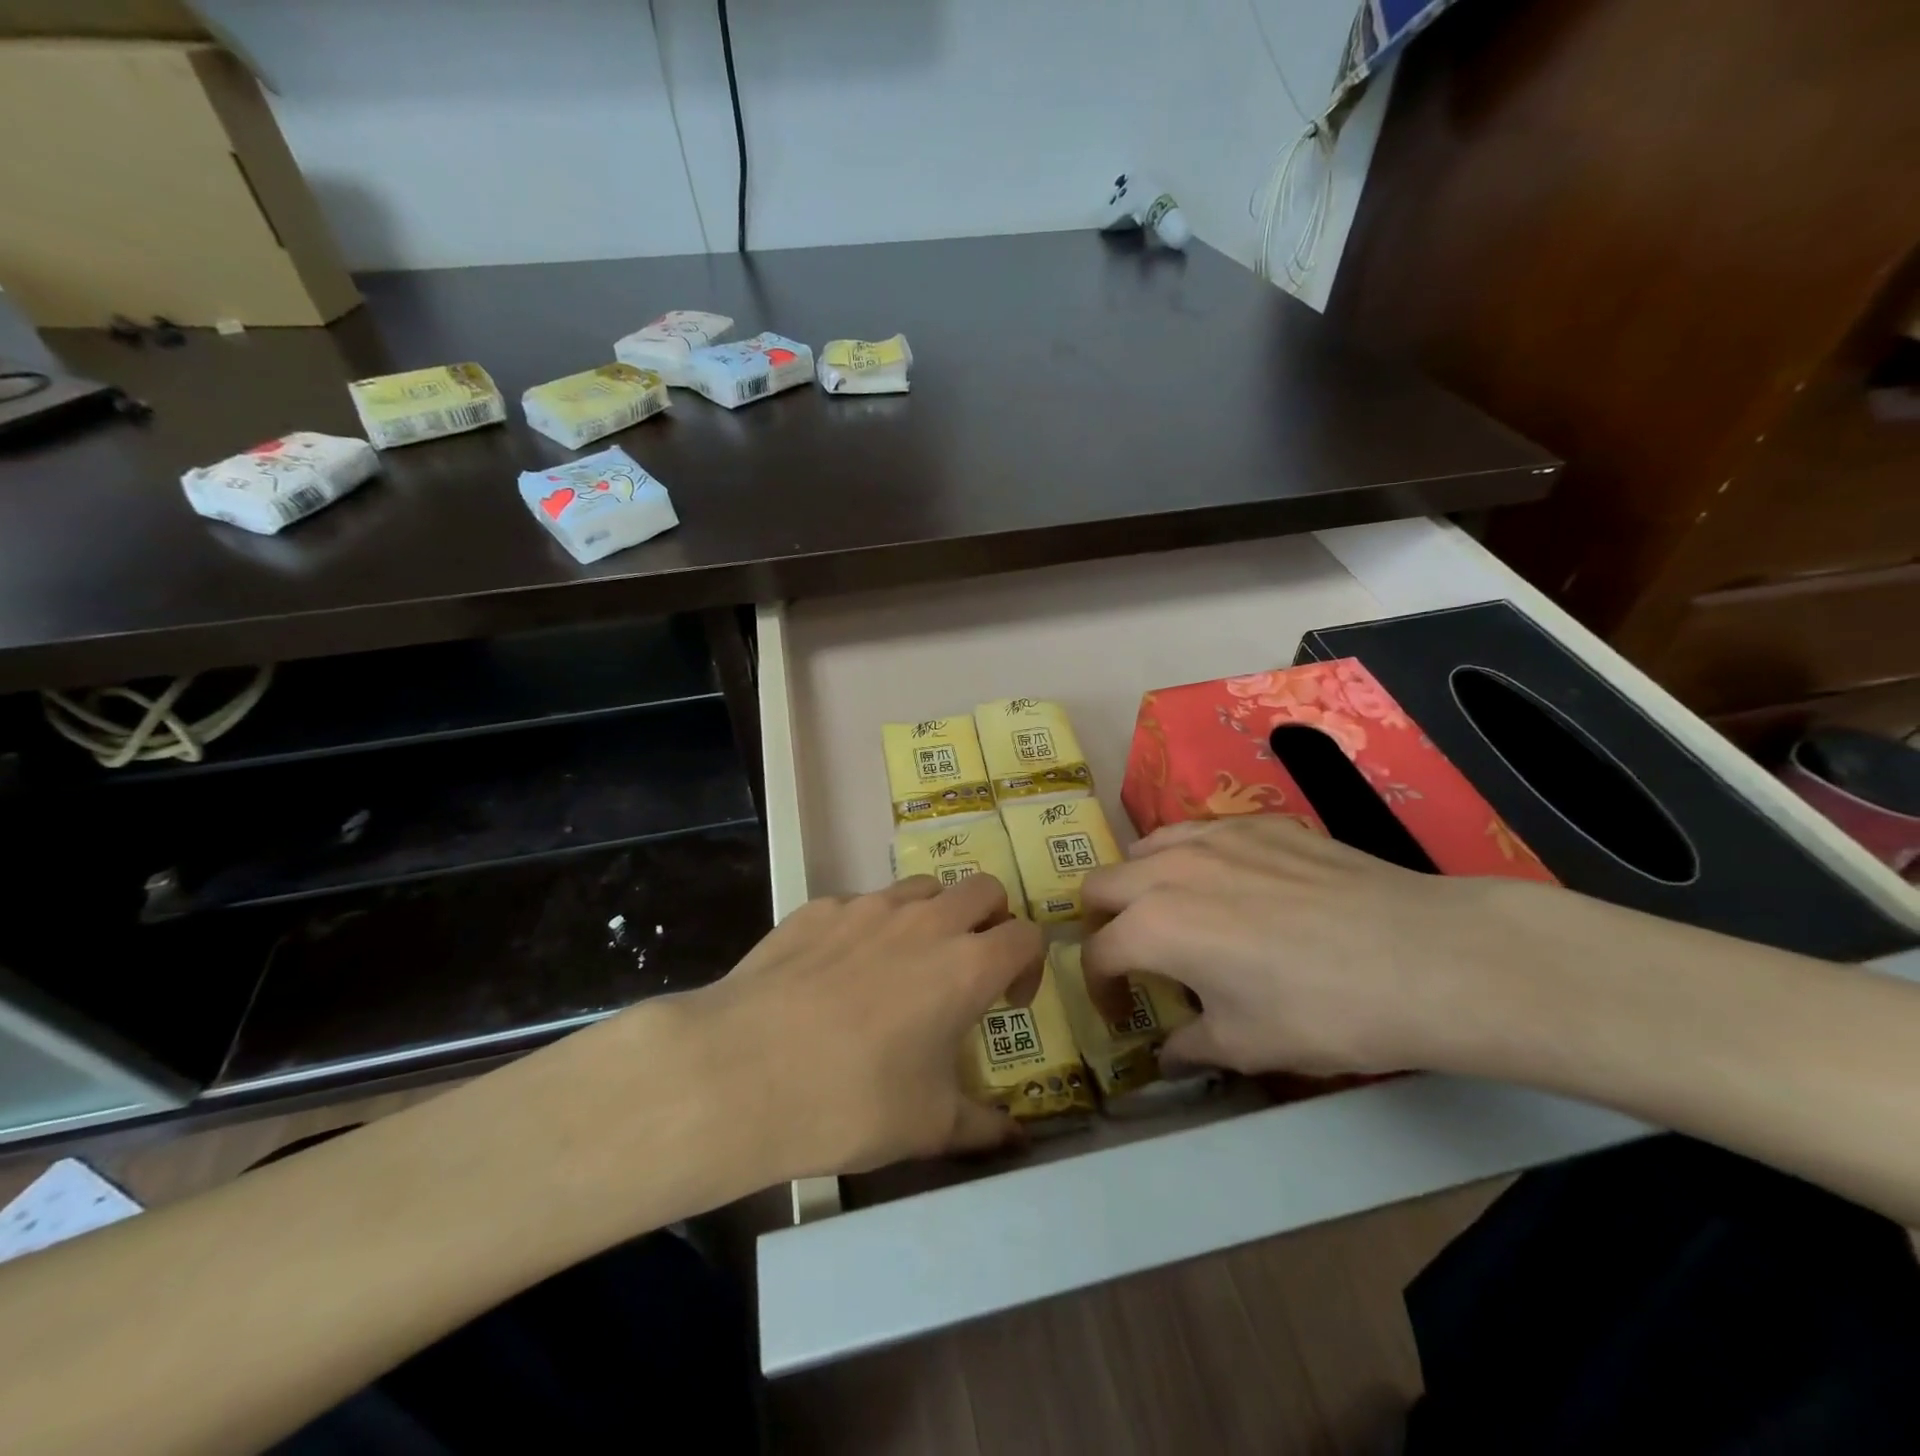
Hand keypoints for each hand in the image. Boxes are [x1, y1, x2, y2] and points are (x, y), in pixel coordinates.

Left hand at [685, 873, 1043, 1178]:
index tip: (1008, 1001)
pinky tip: (839, 973)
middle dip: (991, 921)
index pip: (1026, 935)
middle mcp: (925, 920)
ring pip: (923, 887)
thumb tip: (1016, 1137)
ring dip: (934, 915)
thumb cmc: (851, 1101)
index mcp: (966, 965)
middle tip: (970, 966)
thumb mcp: (928, 1126)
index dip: (1029, 964)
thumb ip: (982, 1126)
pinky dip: (871, 927)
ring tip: (908, 964)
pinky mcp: (819, 908)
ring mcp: (868, 906)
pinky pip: (862, 903)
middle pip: (984, 889)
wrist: (741, 1072)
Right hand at [1080, 816, 1558, 1077]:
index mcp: (1153, 926)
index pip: (1097, 953)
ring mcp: (1214, 837)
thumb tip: (1169, 1052)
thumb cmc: (1322, 1011)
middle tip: (1134, 957)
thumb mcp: (1247, 1046)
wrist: (1423, 958)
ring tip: (1174, 915)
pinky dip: (1190, 859)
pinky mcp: (1258, 823)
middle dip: (1103, 923)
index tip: (1121, 1014)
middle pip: (1101, 884)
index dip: (1100, 990)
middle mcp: (1169, 870)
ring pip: (1145, 847)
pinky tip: (1231, 887)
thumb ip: (1190, 1046)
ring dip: (1140, 883)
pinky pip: (1199, 832)